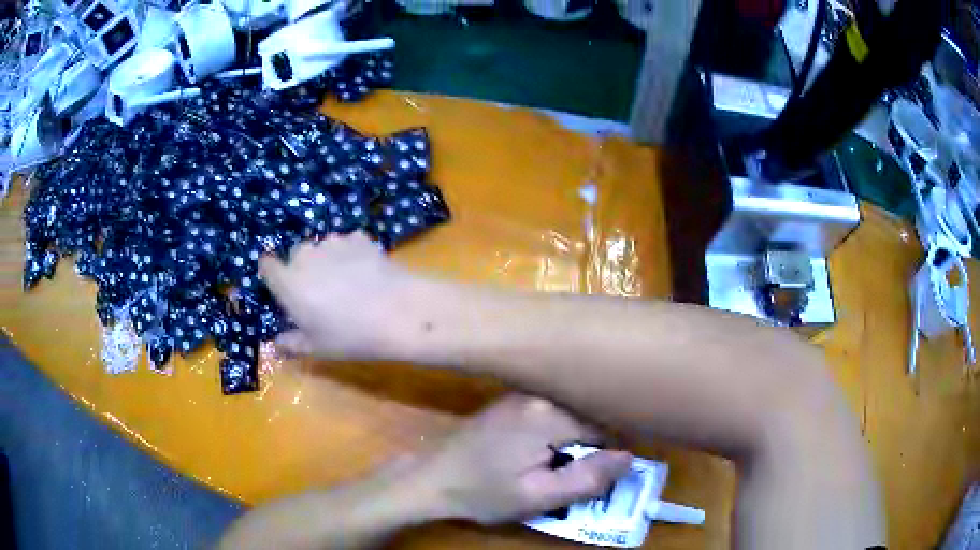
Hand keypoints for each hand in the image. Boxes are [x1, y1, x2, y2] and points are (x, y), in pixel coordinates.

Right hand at [258, 232, 415, 360]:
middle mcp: (306, 256)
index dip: (273, 273)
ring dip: (327, 260)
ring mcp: (334, 243)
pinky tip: (366, 272)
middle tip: (319, 293)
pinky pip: (347, 244)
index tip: (282, 287)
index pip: (267, 265)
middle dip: (302, 269)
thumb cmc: (350, 336)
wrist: (398, 313)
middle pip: (296, 255)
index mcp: (289, 282)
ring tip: (346, 282)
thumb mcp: (316, 348)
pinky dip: (351, 254)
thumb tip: (276, 344)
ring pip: (322, 247)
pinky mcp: (359, 238)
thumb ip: (291, 343)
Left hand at [409, 394, 631, 524]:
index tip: (607, 472)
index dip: (613, 450)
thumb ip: (587, 479)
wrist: (433, 479)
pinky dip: (565, 428)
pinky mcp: (515, 399)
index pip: (607, 423)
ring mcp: (525, 393)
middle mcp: (540, 393)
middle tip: (587, 472)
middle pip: (591, 412)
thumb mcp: (538, 497)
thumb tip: (629, 458)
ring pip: (575, 410)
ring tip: (568, 463)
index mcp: (549, 414)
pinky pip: (556, 409)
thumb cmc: (484, 493)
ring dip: (581, 436)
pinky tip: (553, 450)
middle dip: (598, 442)